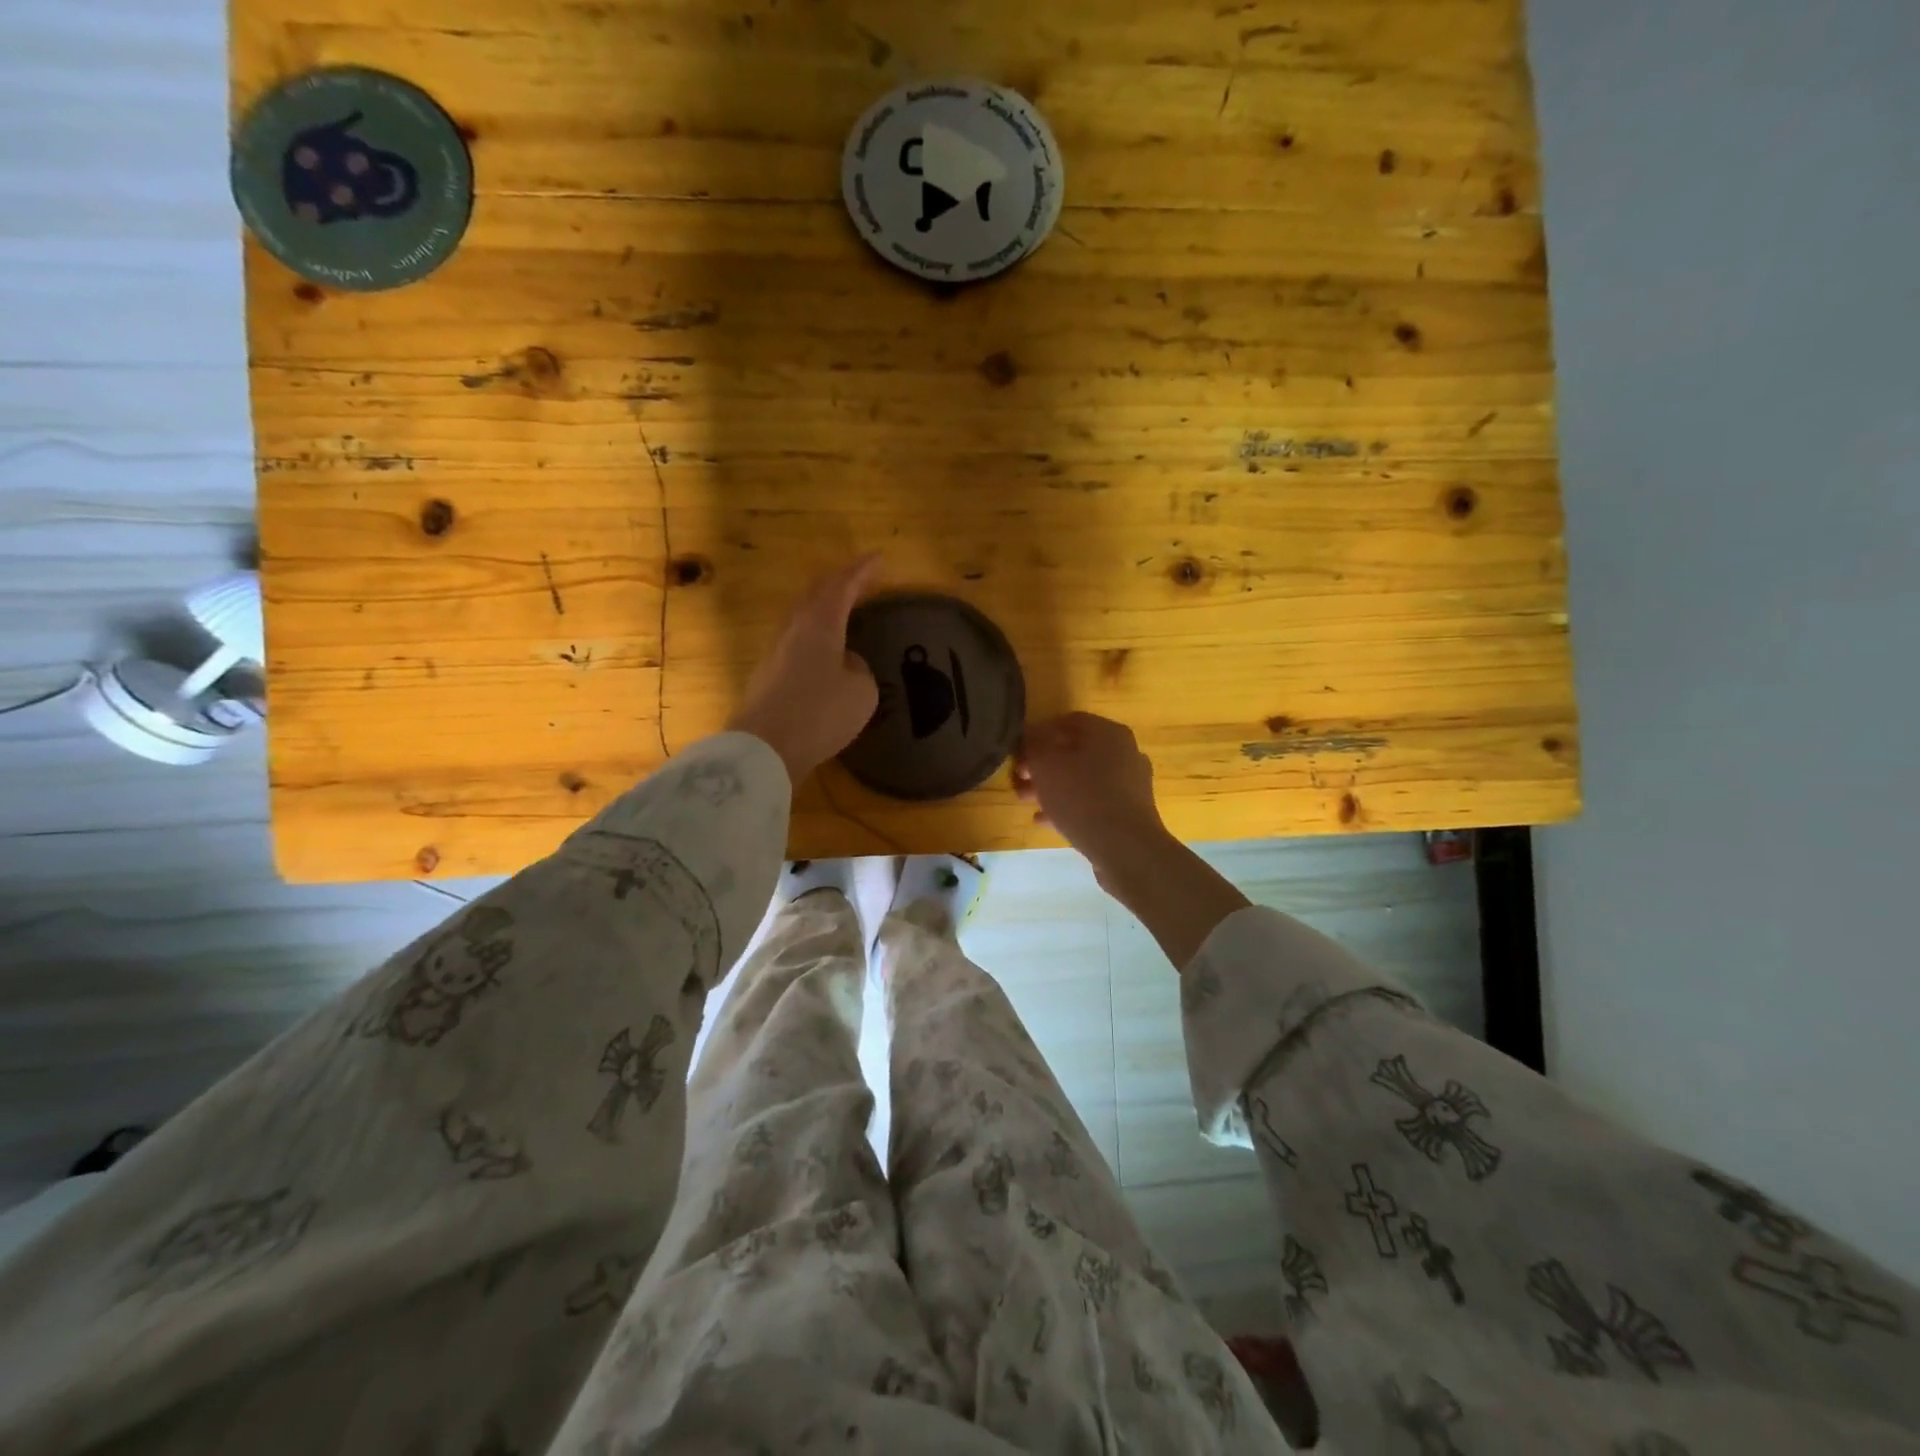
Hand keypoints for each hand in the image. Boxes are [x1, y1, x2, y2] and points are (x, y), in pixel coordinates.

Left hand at [726, 555, 882, 783]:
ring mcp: (775, 653)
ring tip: (841, 612)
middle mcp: (793, 630)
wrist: (764, 749)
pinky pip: (795, 644)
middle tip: (858, 581)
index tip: (878, 559)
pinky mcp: (767, 677)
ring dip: (822, 610)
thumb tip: (846, 664)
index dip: (861, 571)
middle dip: (838, 584)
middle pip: (814, 595)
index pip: (841, 586)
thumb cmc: (821, 713)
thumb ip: (859, 669)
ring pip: (800, 618)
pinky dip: (813, 637)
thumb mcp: (862, 691)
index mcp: (819, 624)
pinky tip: (823, 653)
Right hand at [1019, 713, 1249, 966]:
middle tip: (1019, 778)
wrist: (1125, 848)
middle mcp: (1124, 752)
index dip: (1038, 733)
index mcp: (1108, 732)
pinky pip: (1092, 803)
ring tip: (1025, 800)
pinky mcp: (1128, 813)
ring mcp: (1129, 784)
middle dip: (1043, 765)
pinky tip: (1044, 820)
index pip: (1068, 721)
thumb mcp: (1046, 765)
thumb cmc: (1082, 797)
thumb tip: (1029, 738)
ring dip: (1052, 787)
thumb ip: (1033, 746)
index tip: (1018, 751)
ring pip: (1082, 779)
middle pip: (1075, 752)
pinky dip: (1068, 806)